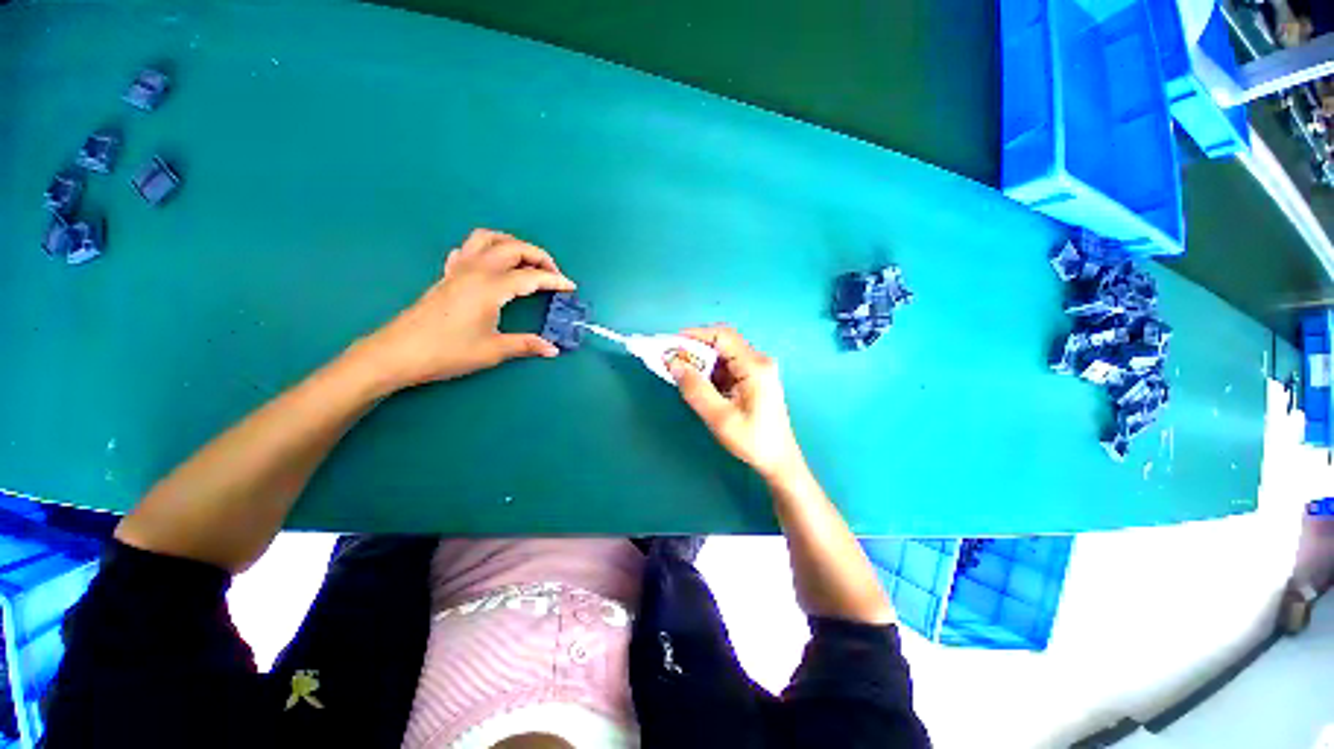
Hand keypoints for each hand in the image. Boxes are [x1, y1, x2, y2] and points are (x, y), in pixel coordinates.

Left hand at [359, 229, 574, 388]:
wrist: (398, 352)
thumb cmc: (448, 351)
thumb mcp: (493, 350)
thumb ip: (526, 345)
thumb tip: (553, 349)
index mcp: (491, 287)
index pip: (531, 276)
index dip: (555, 280)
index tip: (571, 287)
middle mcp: (476, 270)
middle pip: (513, 248)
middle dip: (538, 256)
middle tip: (553, 274)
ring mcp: (458, 269)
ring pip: (488, 239)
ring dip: (512, 244)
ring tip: (526, 262)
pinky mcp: (447, 275)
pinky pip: (468, 249)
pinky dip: (486, 249)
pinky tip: (491, 265)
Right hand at [669, 325, 805, 482]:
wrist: (779, 460)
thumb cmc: (753, 440)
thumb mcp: (720, 417)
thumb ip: (696, 389)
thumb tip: (674, 363)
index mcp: (755, 366)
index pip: (723, 336)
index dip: (695, 334)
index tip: (671, 344)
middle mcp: (758, 361)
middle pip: (723, 343)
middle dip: (695, 349)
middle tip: (671, 360)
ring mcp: (757, 370)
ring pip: (723, 355)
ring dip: (701, 362)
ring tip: (680, 373)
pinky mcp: (753, 379)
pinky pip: (727, 367)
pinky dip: (710, 372)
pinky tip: (698, 384)